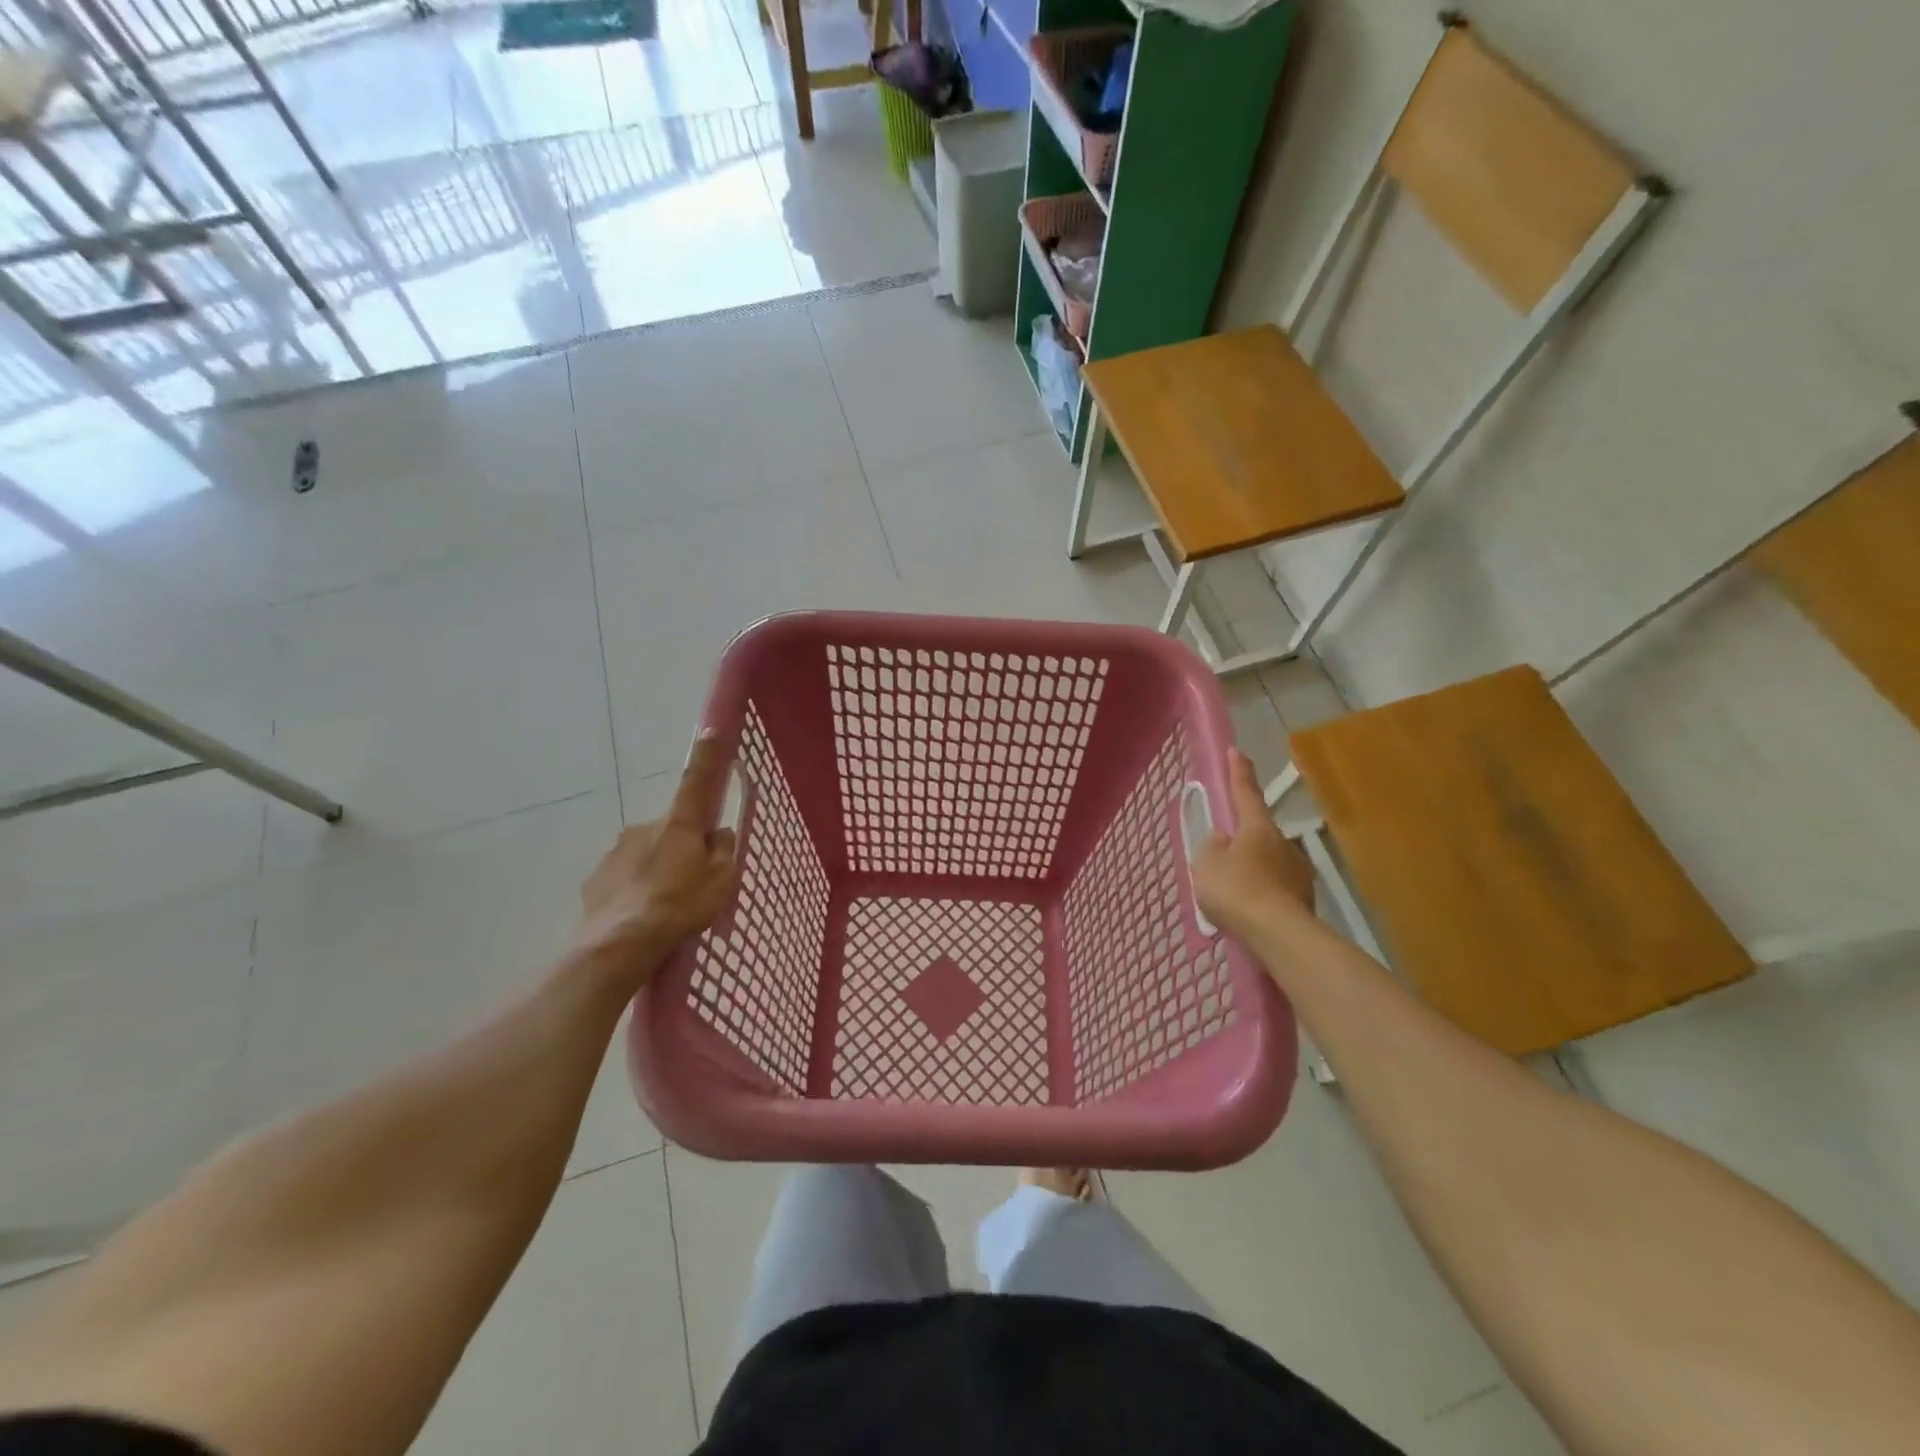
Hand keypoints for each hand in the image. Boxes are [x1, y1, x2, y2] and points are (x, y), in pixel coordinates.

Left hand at [572, 731, 739, 991]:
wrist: (620, 944)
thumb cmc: (681, 906)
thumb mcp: (722, 881)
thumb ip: (723, 851)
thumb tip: (717, 834)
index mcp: (680, 824)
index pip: (697, 781)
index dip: (708, 757)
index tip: (711, 730)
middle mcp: (645, 827)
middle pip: (673, 828)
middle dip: (682, 845)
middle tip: (693, 880)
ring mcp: (616, 851)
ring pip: (647, 852)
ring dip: (658, 868)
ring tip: (665, 905)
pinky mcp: (596, 877)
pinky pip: (625, 875)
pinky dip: (635, 887)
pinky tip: (641, 914)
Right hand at [1192, 749, 1315, 941]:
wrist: (1278, 935)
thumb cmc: (1236, 890)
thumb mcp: (1206, 865)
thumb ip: (1211, 847)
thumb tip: (1223, 840)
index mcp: (1257, 827)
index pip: (1246, 792)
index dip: (1239, 772)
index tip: (1238, 751)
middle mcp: (1283, 843)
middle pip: (1258, 833)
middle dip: (1243, 839)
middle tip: (1224, 855)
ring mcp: (1298, 871)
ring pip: (1269, 861)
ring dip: (1254, 869)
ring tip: (1235, 891)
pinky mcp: (1304, 898)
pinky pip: (1276, 888)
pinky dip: (1263, 893)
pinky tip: (1251, 910)